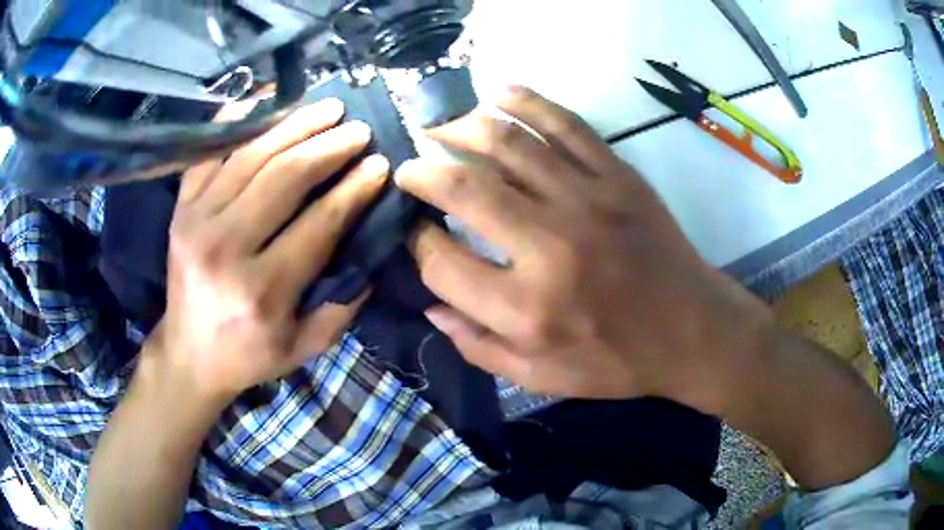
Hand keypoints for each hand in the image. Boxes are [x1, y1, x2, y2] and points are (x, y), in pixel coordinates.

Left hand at [144, 99, 387, 401]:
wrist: (189, 353)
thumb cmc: (248, 354)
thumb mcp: (304, 346)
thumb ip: (342, 306)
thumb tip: (370, 251)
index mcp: (261, 291)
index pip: (318, 224)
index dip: (353, 189)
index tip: (379, 164)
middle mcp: (225, 247)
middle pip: (283, 178)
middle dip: (328, 147)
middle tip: (359, 129)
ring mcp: (196, 221)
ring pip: (251, 156)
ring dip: (294, 126)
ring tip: (327, 109)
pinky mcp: (181, 208)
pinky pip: (209, 152)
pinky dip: (237, 123)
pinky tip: (266, 102)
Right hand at [395, 87, 773, 412]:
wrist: (691, 330)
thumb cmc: (617, 361)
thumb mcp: (542, 377)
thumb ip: (479, 346)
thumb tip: (431, 306)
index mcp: (527, 309)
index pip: (441, 262)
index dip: (416, 244)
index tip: (415, 233)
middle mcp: (550, 247)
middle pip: (464, 189)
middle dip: (422, 173)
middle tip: (409, 169)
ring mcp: (587, 201)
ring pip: (508, 143)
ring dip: (461, 128)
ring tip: (440, 129)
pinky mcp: (617, 176)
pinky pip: (565, 124)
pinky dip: (527, 102)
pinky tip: (498, 95)